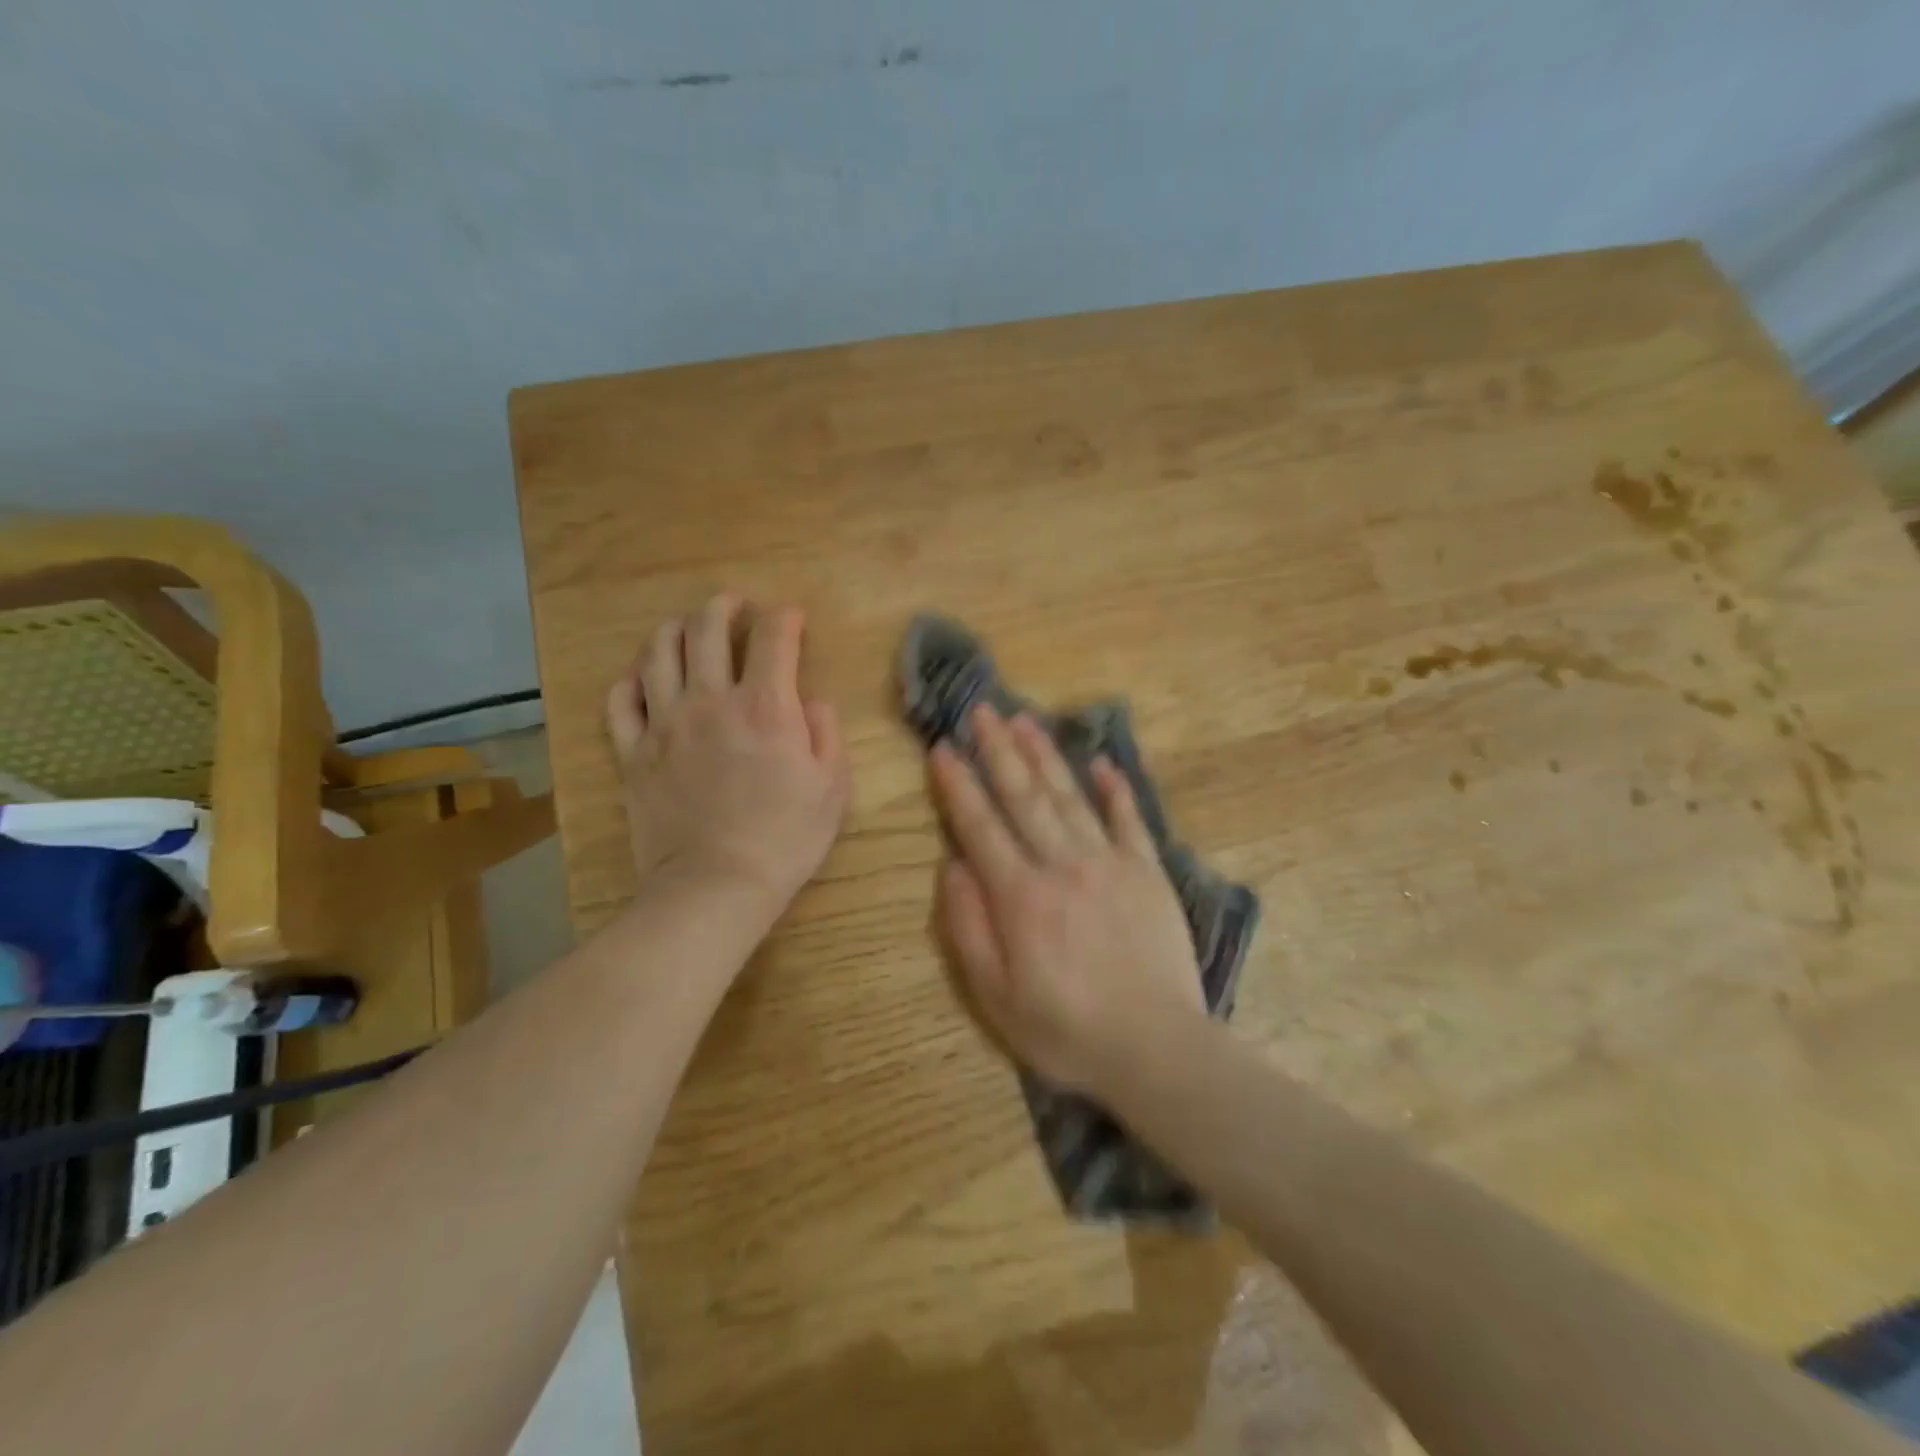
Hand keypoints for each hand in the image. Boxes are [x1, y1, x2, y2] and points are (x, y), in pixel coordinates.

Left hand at [606, 595, 849, 916]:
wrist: (716, 885)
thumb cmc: (785, 838)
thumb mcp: (833, 788)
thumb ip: (827, 734)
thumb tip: (812, 702)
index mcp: (766, 706)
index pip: (773, 636)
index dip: (784, 617)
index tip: (792, 619)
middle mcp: (712, 700)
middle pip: (707, 628)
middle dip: (724, 606)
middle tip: (734, 607)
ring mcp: (665, 723)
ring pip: (659, 651)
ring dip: (675, 629)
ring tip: (688, 630)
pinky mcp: (633, 752)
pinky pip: (620, 700)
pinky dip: (631, 679)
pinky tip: (643, 678)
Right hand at [929, 704, 1205, 1095]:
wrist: (1156, 1048)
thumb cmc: (1065, 1030)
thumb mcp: (994, 996)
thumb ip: (967, 927)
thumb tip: (952, 866)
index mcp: (1020, 895)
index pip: (980, 826)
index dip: (958, 785)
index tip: (942, 748)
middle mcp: (1062, 865)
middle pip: (1024, 796)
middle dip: (998, 750)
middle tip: (981, 709)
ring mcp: (1110, 863)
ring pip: (1070, 796)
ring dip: (1045, 755)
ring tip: (1024, 720)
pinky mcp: (1148, 873)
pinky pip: (1129, 820)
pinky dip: (1116, 789)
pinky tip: (1102, 762)